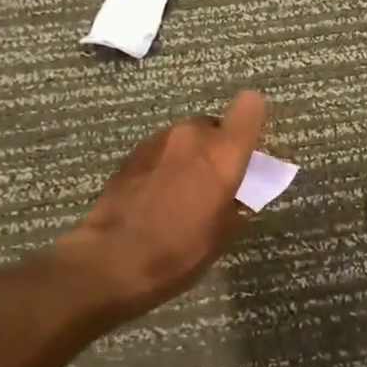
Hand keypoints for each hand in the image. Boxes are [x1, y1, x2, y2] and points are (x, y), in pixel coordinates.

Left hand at [57, 90, 269, 324]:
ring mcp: (157, 141)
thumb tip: (230, 194)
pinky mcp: (131, 155)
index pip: (250, 107)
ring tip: (182, 192)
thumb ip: (234, 201)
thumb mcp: (223, 233)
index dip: (252, 117)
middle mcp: (192, 136)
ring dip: (187, 157)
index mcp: (223, 152)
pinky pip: (160, 153)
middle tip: (214, 180)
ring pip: (184, 140)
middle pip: (213, 126)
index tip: (250, 140)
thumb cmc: (181, 250)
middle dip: (216, 148)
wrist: (114, 259)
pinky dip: (164, 167)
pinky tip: (157, 197)